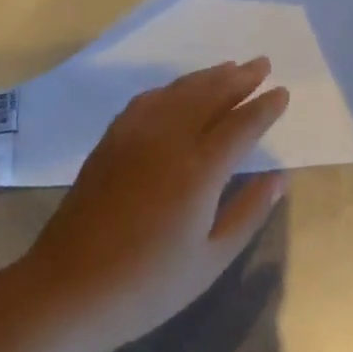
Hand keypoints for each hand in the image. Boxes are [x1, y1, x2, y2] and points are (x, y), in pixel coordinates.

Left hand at [23, 59, 288, 351]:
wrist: (69, 287)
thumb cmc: (147, 285)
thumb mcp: (209, 261)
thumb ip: (248, 213)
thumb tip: (280, 178)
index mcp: (199, 170)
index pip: (241, 125)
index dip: (264, 107)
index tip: (282, 92)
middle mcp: (170, 138)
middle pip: (211, 94)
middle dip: (240, 78)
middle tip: (262, 64)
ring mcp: (137, 133)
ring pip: (180, 91)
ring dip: (208, 76)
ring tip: (230, 67)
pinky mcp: (113, 137)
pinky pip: (150, 99)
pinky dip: (172, 88)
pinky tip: (179, 90)